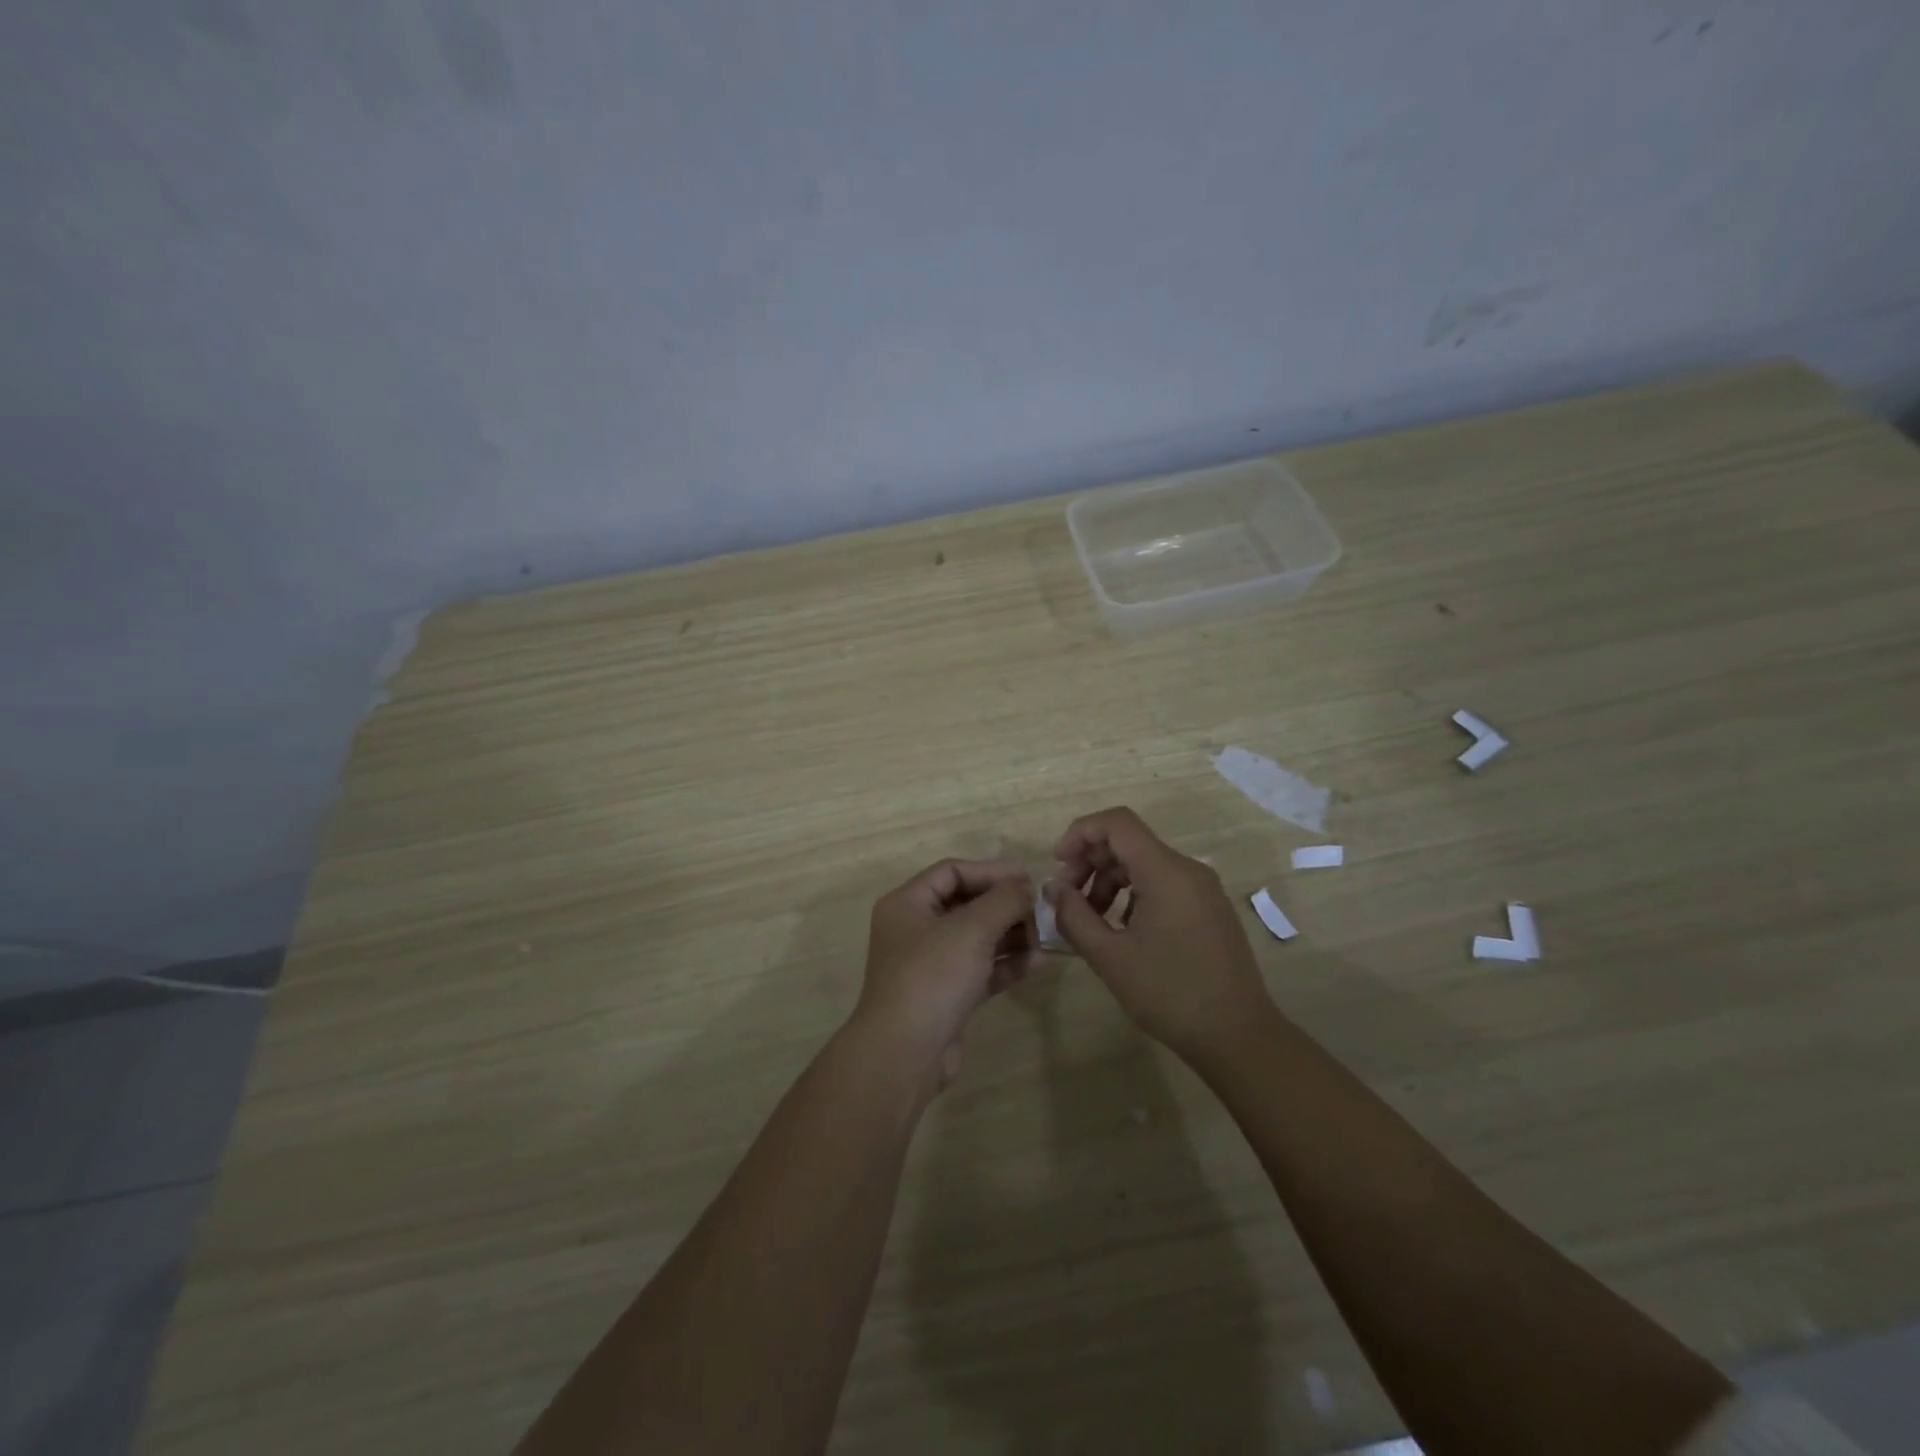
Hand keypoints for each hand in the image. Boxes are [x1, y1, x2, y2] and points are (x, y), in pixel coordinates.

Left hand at [854, 859, 1035, 1088]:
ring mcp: (930, 964)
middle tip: (1043, 909)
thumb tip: (1025, 886)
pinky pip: (981, 969)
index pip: (952, 872)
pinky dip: (1007, 963)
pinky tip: (1039, 962)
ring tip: (1047, 936)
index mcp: (908, 904)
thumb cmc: (933, 976)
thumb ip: (1004, 900)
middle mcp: (915, 929)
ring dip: (1011, 934)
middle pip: (966, 904)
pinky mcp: (947, 995)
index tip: (1028, 878)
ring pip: (976, 938)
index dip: (990, 871)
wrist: (905, 1053)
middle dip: (1005, 905)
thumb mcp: (971, 928)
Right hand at [1047, 807, 1276, 1063]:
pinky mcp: (1209, 908)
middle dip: (1091, 860)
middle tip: (1067, 898)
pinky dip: (1133, 893)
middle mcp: (1187, 869)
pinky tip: (1122, 929)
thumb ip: (1074, 916)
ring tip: (1090, 919)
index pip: (1117, 823)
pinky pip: (1163, 883)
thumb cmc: (1170, 994)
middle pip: (1129, 842)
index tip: (1058, 865)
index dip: (1080, 833)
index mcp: (1165, 872)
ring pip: (1145, 864)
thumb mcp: (1110, 957)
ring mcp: (1202, 889)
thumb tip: (1053, 888)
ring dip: (1110, 880)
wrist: (1239, 1036)